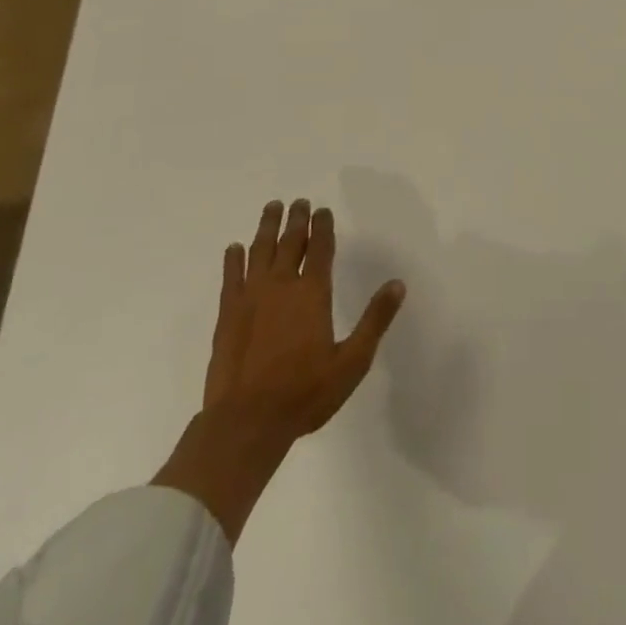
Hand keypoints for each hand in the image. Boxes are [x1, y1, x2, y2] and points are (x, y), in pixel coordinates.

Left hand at [154, 199, 405, 542]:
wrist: (246, 423)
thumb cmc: (304, 394)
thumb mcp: (352, 362)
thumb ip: (375, 320)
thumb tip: (398, 284)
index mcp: (313, 293)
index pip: (320, 248)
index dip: (323, 227)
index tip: (323, 211)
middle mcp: (282, 285)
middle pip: (290, 242)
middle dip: (296, 219)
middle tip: (298, 201)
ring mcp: (251, 297)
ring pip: (260, 250)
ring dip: (267, 227)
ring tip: (272, 208)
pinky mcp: (228, 315)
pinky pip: (231, 276)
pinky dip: (233, 259)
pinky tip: (234, 249)